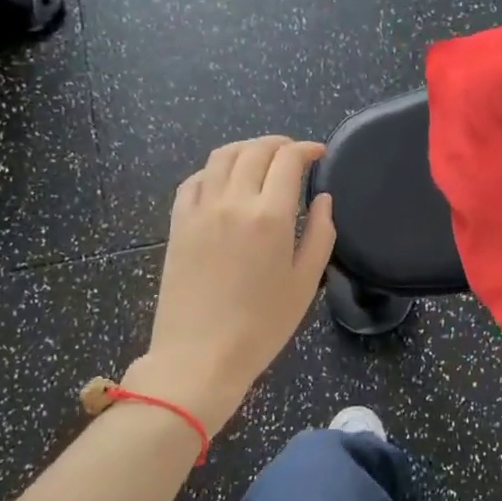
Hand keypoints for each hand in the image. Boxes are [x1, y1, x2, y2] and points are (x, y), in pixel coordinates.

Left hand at [124, 137, 334, 434]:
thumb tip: (323, 200)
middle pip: (255, 151)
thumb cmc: (261, 325)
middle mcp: (233, 201)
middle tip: (294, 154)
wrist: (199, 356)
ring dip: (246, 148)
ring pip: (222, 157)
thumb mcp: (305, 283)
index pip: (288, 160)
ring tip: (261, 158)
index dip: (306, 149)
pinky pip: (195, 180)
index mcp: (270, 216)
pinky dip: (215, 170)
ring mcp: (200, 209)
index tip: (319, 154)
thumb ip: (320, 234)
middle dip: (279, 144)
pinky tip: (225, 181)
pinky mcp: (178, 223)